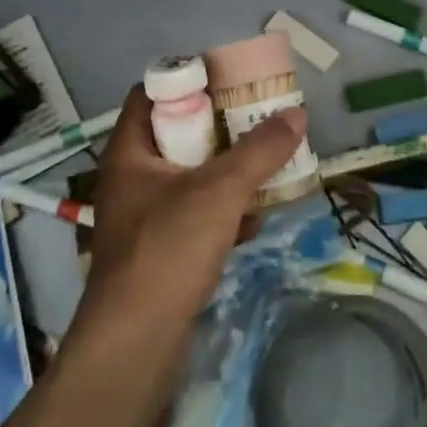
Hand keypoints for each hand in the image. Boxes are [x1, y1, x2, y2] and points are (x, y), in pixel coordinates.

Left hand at [78, 85, 306, 335]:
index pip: (150, 94)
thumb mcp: (220, 191)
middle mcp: (130, 178)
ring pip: (188, 177)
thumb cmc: (168, 251)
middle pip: (175, 135)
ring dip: (225, 171)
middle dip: (218, 128)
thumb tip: (298, 114)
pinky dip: (222, 211)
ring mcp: (142, 217)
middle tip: (256, 119)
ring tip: (265, 164)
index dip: (187, 80)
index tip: (228, 81)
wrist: (135, 346)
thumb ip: (260, 151)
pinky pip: (193, 215)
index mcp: (129, 152)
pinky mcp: (158, 251)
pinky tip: (254, 219)